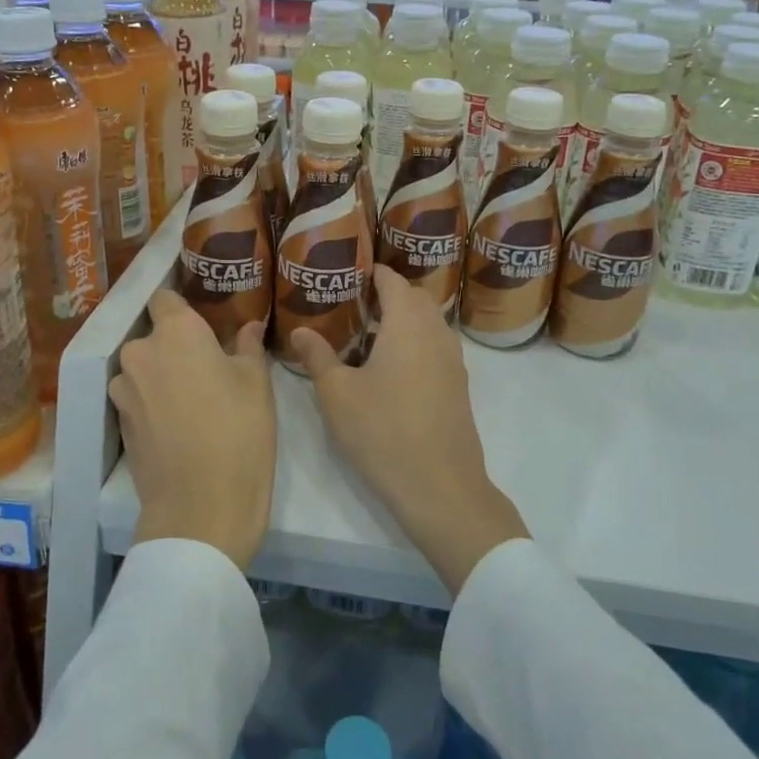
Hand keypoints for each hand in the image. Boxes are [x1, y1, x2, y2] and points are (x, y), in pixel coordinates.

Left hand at [111, 290, 275, 568]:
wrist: (201, 509)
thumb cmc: (239, 433)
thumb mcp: (257, 385)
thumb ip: (248, 347)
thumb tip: (250, 326)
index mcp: (176, 332)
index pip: (165, 298)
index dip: (182, 304)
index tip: (203, 317)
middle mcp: (141, 352)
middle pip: (154, 335)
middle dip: (175, 344)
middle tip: (208, 363)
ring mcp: (124, 390)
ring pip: (144, 368)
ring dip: (162, 374)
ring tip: (193, 397)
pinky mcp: (119, 423)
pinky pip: (137, 397)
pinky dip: (153, 402)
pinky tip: (179, 423)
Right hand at [291, 266, 528, 593]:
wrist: (441, 487)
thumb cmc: (383, 432)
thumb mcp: (337, 394)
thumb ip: (317, 357)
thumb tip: (299, 331)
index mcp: (408, 323)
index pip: (392, 280)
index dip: (372, 271)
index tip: (347, 271)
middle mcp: (436, 332)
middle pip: (414, 297)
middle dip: (387, 293)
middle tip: (352, 302)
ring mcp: (453, 360)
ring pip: (428, 323)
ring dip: (402, 320)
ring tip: (366, 334)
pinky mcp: (458, 386)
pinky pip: (435, 346)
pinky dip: (414, 342)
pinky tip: (388, 368)